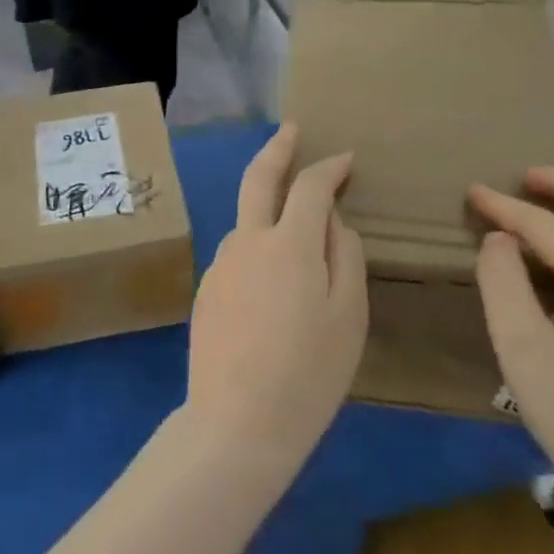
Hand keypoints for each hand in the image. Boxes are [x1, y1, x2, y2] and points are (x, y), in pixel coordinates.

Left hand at [185, 124, 367, 480]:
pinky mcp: (205, 289)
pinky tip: (270, 286)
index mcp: (288, 243)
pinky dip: (257, 249)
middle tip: (290, 130)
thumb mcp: (348, 316)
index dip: (328, 167)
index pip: (309, 186)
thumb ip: (344, 256)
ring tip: (295, 234)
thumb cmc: (308, 373)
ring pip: (248, 221)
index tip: (344, 159)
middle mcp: (247, 240)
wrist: (235, 424)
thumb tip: (332, 220)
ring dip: (268, 210)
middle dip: (277, 148)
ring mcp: (220, 263)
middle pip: (258, 178)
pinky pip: (238, 256)